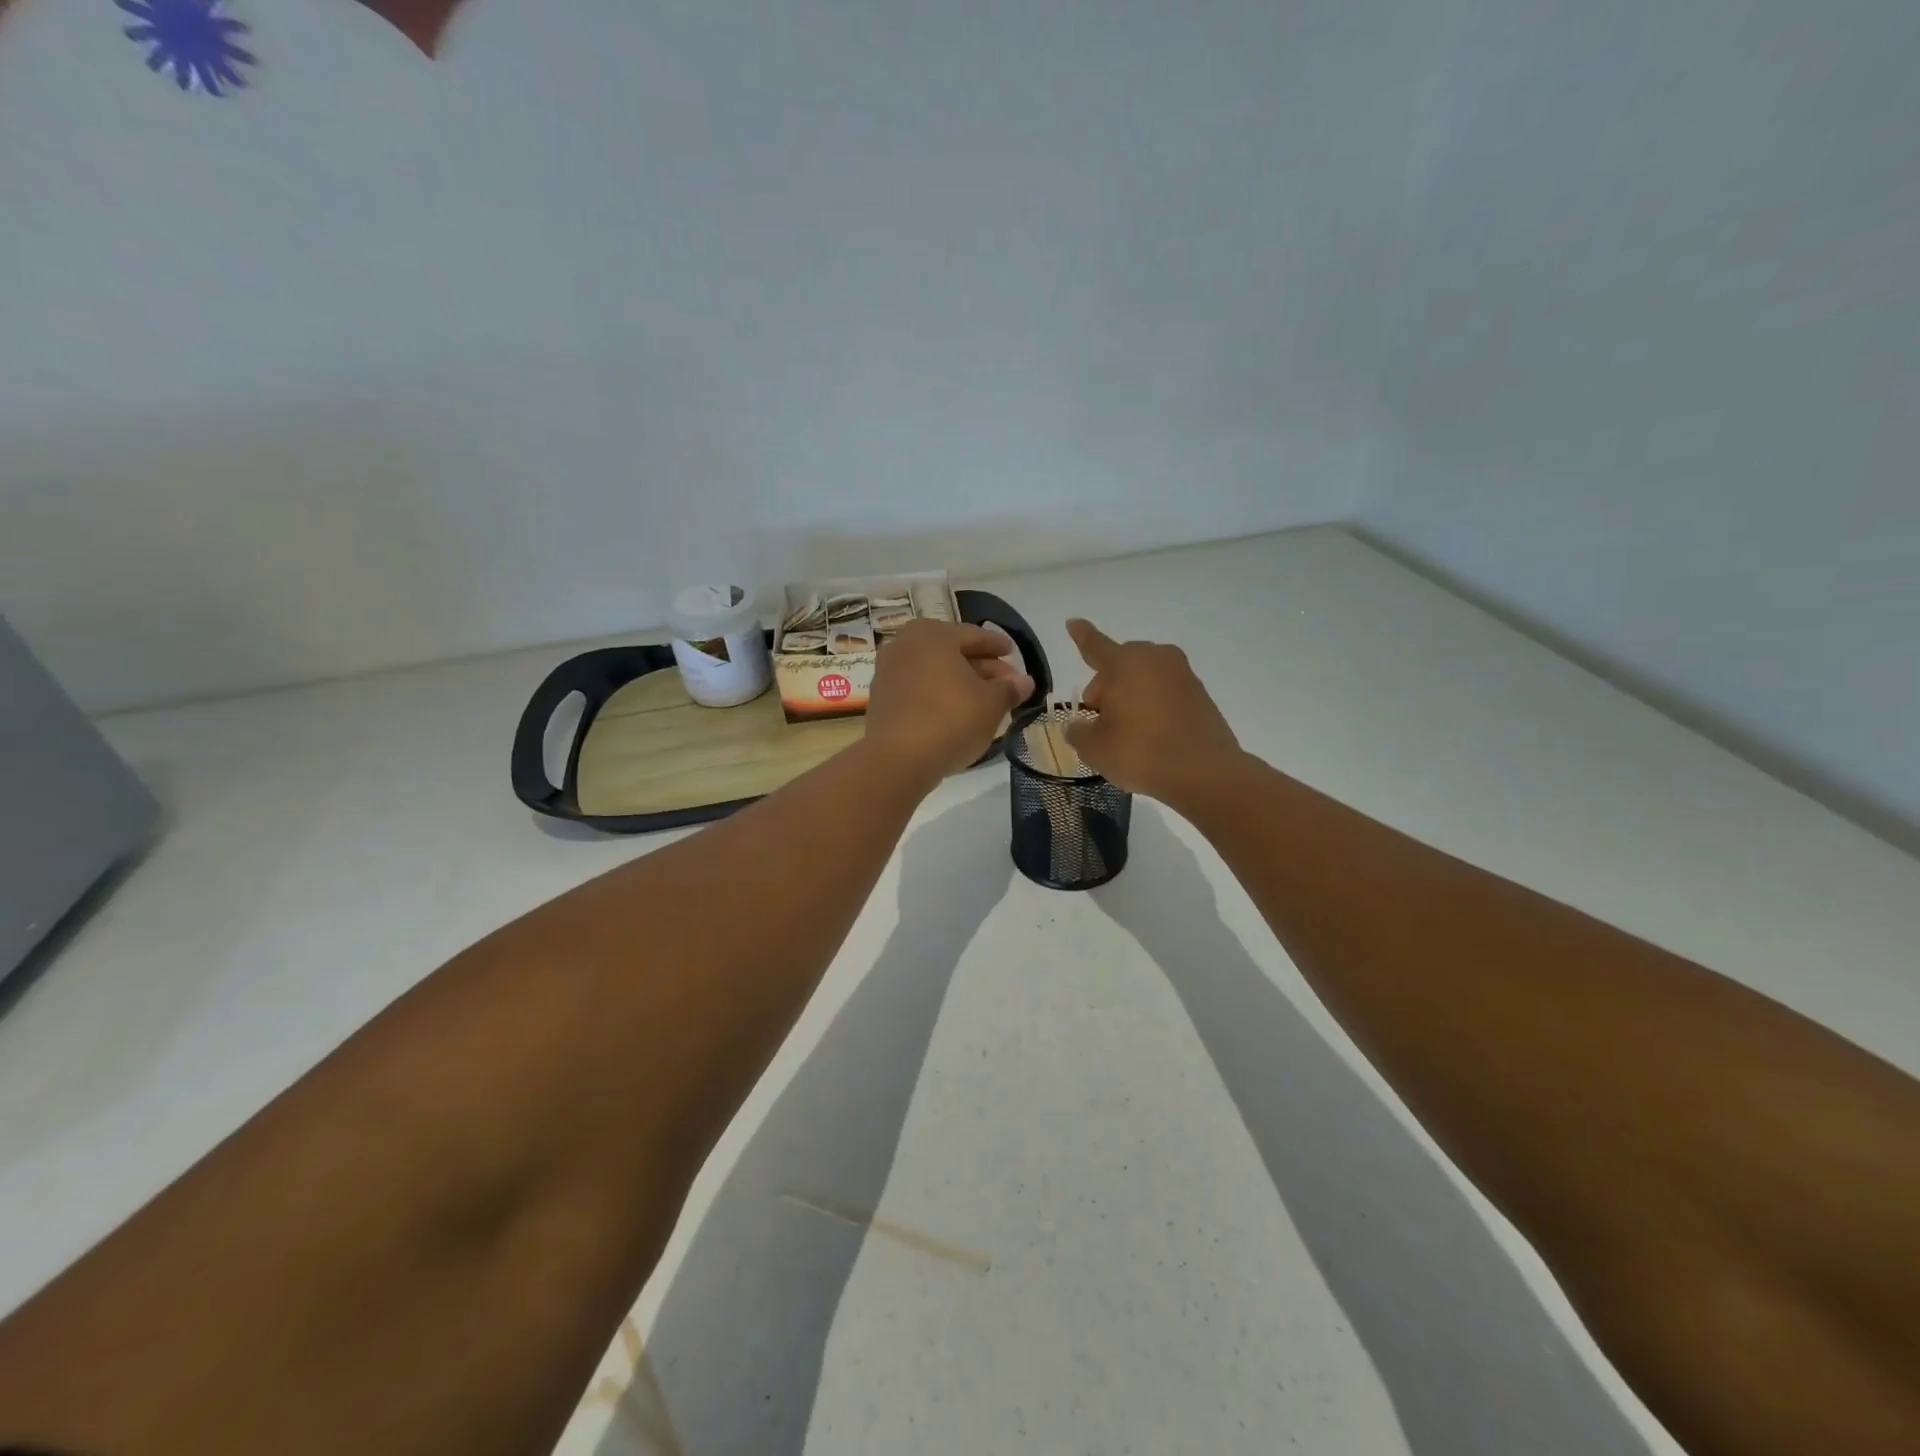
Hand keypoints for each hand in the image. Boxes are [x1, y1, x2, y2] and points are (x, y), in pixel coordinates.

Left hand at [865, 620, 1034, 783]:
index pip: (973, 635)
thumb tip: (1025, 682)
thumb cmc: (951, 719)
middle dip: (981, 666)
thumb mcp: (991, 704)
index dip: (996, 645)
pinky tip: (956, 712)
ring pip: (934, 671)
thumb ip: (1009, 689)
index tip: (1012, 652)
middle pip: (951, 652)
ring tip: (985, 699)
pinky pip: (918, 688)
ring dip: (959, 681)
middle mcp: (905, 644)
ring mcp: (889, 671)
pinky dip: (939, 694)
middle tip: (1005, 681)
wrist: (898, 759)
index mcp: (933, 635)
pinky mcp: (881, 699)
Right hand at [1064, 618, 1242, 806]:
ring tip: (1127, 733)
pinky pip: (1165, 693)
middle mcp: (1155, 659)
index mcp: (1125, 663)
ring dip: (1130, 697)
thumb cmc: (1141, 752)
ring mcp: (1182, 675)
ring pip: (1143, 679)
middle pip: (1120, 666)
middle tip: (1100, 721)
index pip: (1095, 645)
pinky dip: (1153, 707)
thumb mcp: (1095, 747)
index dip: (1081, 636)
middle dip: (1106, 688)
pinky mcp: (1200, 694)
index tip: (1073, 621)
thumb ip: (1078, 731)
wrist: (1205, 772)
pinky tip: (1151, 736)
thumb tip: (1077, 725)